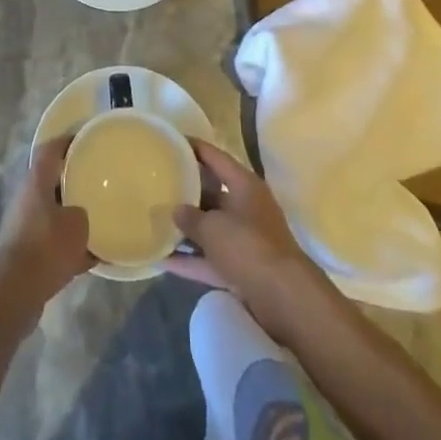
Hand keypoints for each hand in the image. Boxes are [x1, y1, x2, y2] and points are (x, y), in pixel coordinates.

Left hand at [0, 137, 91, 317]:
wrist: (16, 291)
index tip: (88, 140)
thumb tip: (83, 215)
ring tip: (101, 218)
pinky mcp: (29, 253)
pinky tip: (98, 256)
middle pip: (53, 180)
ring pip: (55, 212)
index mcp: (37, 181)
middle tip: (100, 180)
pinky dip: (74, 247)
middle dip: (75, 180)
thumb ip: (84, 212)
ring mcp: (26, 226)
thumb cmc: (47, 245)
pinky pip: (56, 242)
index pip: (51, 149)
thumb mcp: (77, 224)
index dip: (69, 141)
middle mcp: (28, 198)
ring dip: (74, 215)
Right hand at [166, 138, 334, 344]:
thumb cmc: (248, 246)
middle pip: (213, 194)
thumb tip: (177, 210)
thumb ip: (190, 217)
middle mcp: (246, 207)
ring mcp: (246, 240)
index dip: (195, 148)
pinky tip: (164, 262)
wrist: (284, 297)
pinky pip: (212, 259)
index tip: (172, 142)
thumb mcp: (213, 227)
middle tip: (158, 187)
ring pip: (211, 229)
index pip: (216, 157)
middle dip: (187, 193)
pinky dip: (192, 261)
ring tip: (156, 224)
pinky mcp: (243, 269)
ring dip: (187, 230)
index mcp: (244, 185)